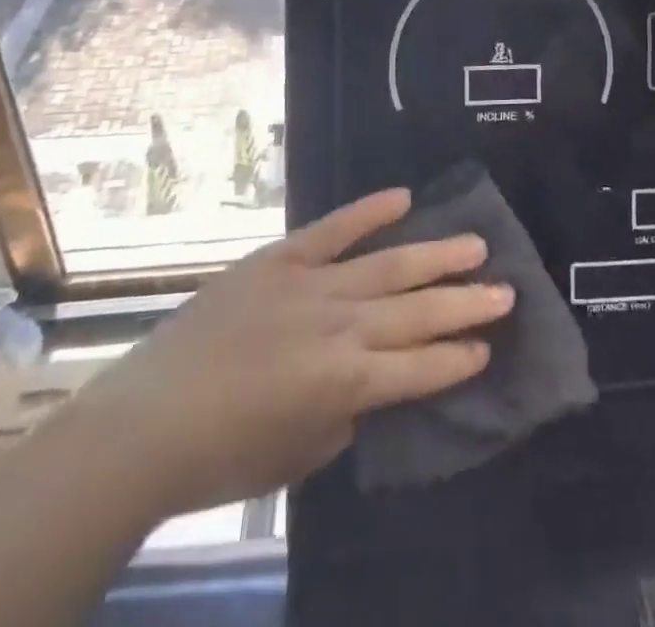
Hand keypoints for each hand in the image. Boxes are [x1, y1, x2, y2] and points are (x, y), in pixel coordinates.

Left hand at [110, 190, 512, 517]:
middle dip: (464, 302)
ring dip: (434, 256)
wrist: (149, 420)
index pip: (419, 369)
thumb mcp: (301, 452)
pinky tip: (402, 197)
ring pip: (387, 266)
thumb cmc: (225, 456)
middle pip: (415, 312)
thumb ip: (345, 411)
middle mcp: (339, 327)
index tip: (489, 346)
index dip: (457, 359)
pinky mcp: (280, 260)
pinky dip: (368, 211)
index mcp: (346, 383)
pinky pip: (332, 230)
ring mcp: (310, 286)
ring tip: (475, 243)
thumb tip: (368, 380)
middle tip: (506, 288)